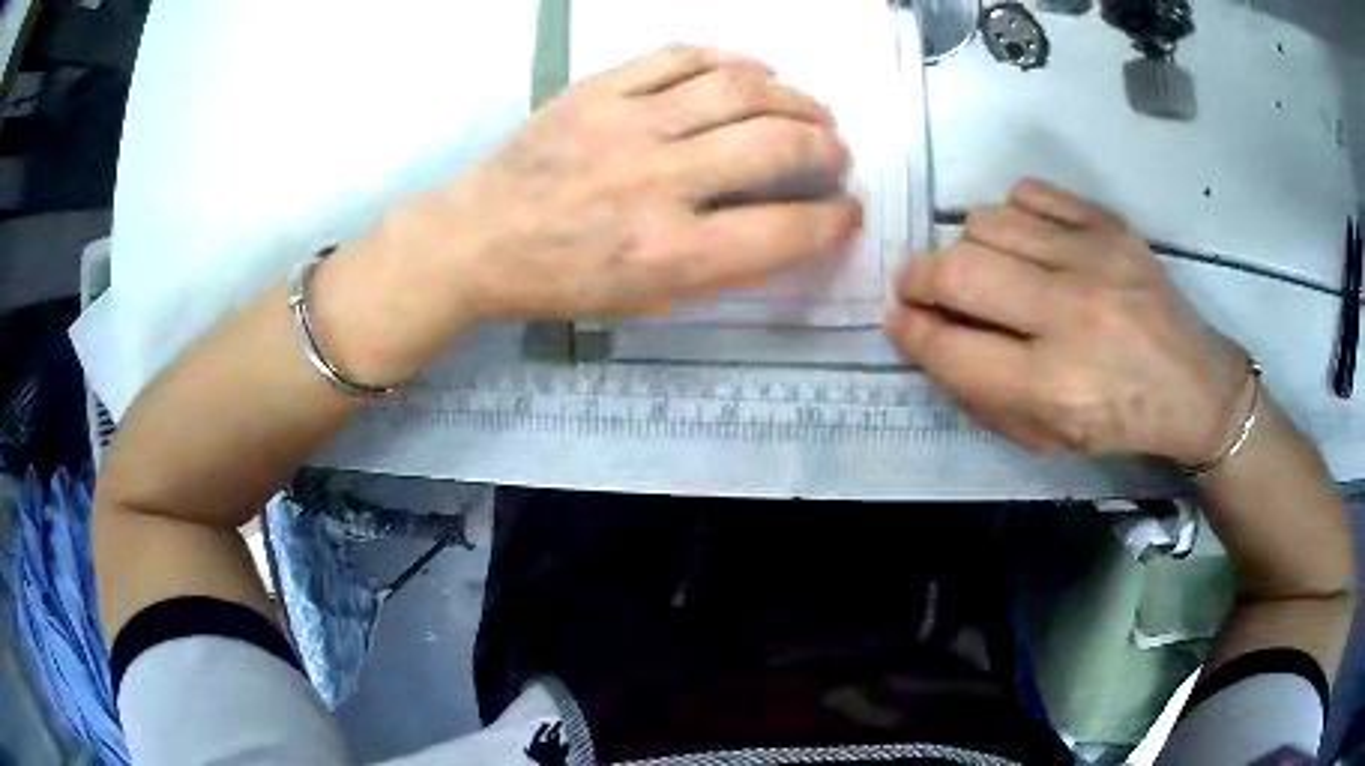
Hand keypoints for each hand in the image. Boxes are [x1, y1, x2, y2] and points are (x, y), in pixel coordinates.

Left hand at [382, 44, 860, 322]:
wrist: (477, 237)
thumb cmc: (561, 280)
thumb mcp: (644, 300)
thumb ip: (720, 266)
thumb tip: (787, 227)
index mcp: (667, 253)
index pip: (784, 230)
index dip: (833, 220)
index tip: (846, 211)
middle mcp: (656, 182)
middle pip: (774, 146)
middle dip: (825, 149)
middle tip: (835, 153)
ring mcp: (626, 124)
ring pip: (737, 89)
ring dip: (793, 98)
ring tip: (812, 110)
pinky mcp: (599, 88)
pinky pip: (681, 56)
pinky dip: (731, 58)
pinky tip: (757, 70)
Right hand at [885, 179, 1249, 465]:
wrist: (1192, 383)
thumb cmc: (1117, 421)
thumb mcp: (1045, 437)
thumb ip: (979, 391)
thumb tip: (925, 334)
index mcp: (1053, 384)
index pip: (951, 348)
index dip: (911, 332)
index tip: (899, 320)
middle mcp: (1069, 314)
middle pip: (959, 270)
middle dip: (920, 278)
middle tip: (922, 288)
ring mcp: (1091, 257)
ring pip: (986, 220)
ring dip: (967, 245)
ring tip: (984, 266)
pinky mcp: (1108, 223)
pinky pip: (1029, 192)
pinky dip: (1010, 213)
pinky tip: (1025, 241)